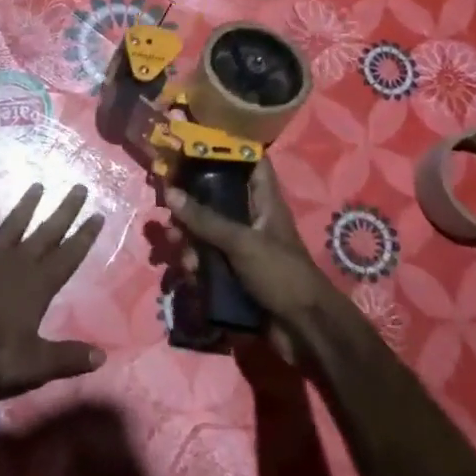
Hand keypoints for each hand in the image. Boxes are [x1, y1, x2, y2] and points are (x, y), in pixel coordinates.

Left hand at [0, 184, 107, 417]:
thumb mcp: (34, 366)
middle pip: (46, 233)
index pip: (68, 256)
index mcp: (37, 286)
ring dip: (24, 206)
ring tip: (37, 185)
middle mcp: (14, 264)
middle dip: (64, 211)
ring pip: (10, 227)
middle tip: (79, 187)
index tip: (99, 214)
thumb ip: (68, 358)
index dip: (85, 236)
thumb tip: (102, 356)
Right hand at [163, 161, 347, 359]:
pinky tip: (188, 275)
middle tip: (170, 210)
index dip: (227, 149)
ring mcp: (244, 249)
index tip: (194, 144)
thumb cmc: (281, 274)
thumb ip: (205, 219)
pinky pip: (208, 261)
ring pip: (208, 233)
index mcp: (265, 202)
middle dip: (191, 204)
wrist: (305, 331)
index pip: (251, 163)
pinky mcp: (235, 275)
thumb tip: (169, 192)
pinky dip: (196, 265)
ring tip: (177, 249)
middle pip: (218, 199)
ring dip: (189, 239)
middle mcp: (253, 220)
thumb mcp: (241, 242)